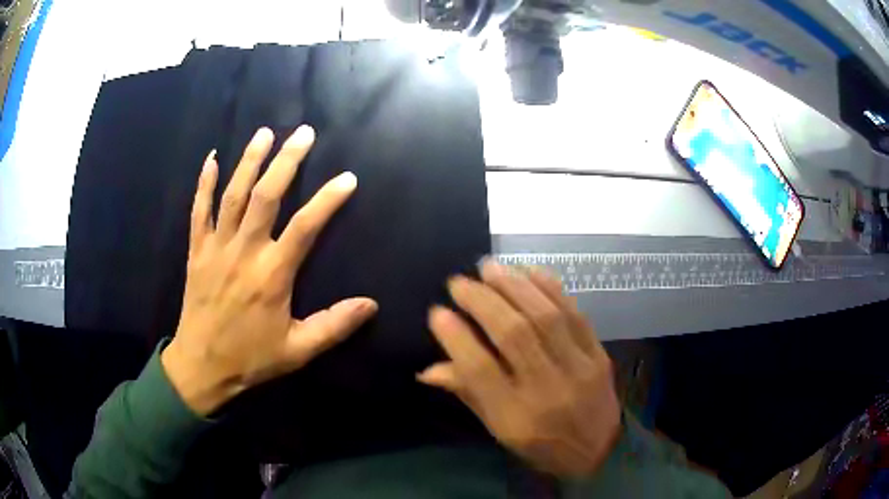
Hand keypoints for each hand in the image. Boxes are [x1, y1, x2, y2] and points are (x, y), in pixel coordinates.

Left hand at [162, 126, 377, 415]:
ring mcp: (216, 248)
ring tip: (264, 133)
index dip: (328, 200)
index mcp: (272, 275)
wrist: (201, 366)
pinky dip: (203, 183)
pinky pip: (198, 210)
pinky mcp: (196, 251)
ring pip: (233, 194)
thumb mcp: (298, 351)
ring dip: (249, 161)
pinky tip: (211, 158)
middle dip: (286, 161)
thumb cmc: (250, 358)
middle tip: (303, 133)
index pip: (305, 227)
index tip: (347, 178)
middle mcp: (244, 252)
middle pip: (266, 196)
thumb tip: (371, 305)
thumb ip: (334, 326)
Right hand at [419, 261, 620, 476]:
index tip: (437, 312)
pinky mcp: (598, 354)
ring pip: (544, 316)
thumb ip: (468, 394)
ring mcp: (579, 368)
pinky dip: (549, 287)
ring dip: (514, 286)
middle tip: (459, 282)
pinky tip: (528, 271)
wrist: (600, 451)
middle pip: (514, 335)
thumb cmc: (542, 446)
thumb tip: (428, 369)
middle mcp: (548, 389)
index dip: (456, 338)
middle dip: (482, 301)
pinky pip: (575, 313)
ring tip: (489, 267)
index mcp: (517, 417)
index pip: (480, 371)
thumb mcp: (499, 431)